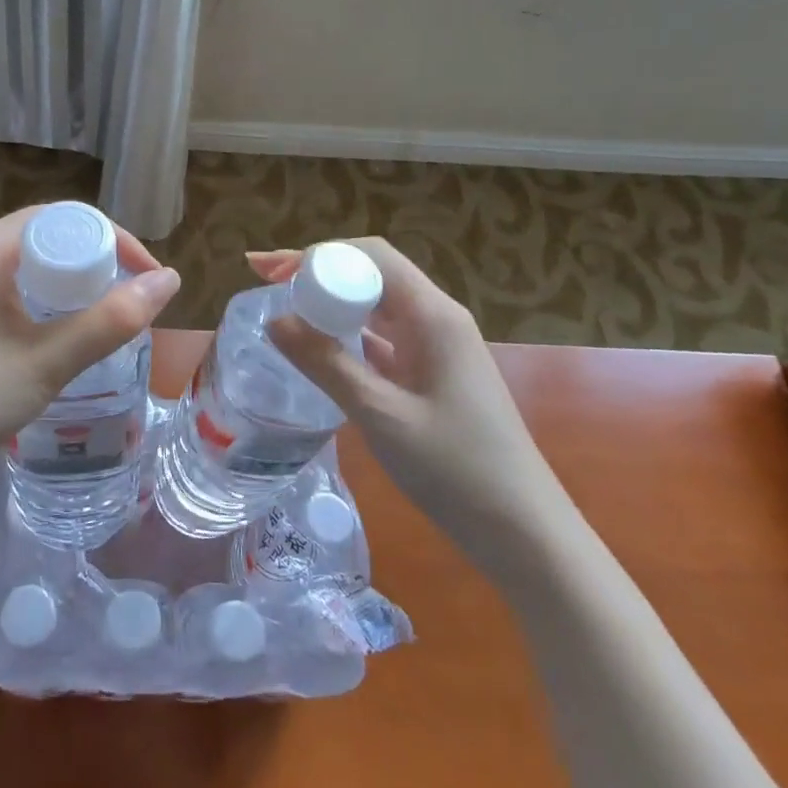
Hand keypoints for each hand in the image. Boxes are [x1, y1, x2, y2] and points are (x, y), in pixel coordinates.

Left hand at [0, 208, 180, 484]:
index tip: (149, 281)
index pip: (65, 218)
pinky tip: (49, 334)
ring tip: (98, 321)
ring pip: (22, 264)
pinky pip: (0, 285)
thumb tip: (172, 280)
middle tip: (128, 305)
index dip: (115, 242)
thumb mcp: (46, 362)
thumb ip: (111, 320)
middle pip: (44, 236)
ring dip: (65, 285)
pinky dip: (35, 300)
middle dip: (93, 265)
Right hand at [250, 240, 567, 567]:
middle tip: (264, 281)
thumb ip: (326, 364)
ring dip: (331, 302)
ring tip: (282, 307)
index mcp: (433, 315)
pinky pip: (383, 339)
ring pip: (376, 306)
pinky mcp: (432, 375)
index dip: (317, 255)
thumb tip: (274, 320)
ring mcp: (437, 348)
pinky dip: (347, 334)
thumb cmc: (457, 470)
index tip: (271, 272)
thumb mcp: (381, 415)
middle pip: (372, 274)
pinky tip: (318, 348)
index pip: (371, 256)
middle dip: (317, 272)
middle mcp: (437, 320)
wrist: (523, 532)